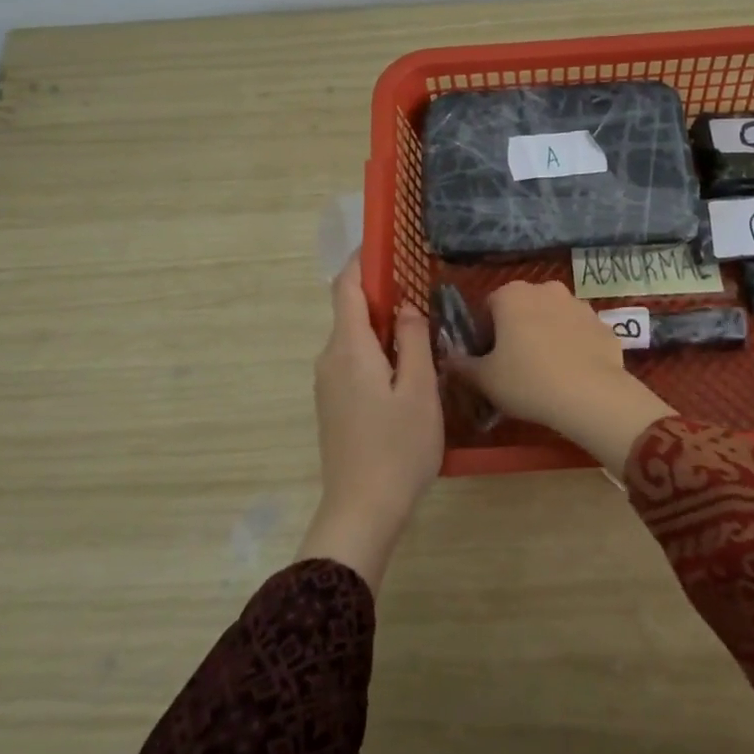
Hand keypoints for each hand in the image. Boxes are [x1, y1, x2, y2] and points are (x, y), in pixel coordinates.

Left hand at [297, 258, 443, 590]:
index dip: (362, 261)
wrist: (361, 510)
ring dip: (385, 327)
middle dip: (384, 296)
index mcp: (348, 349)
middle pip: (351, 312)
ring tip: (425, 331)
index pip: (345, 287)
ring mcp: (328, 384)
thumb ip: (414, 340)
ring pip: (356, 339)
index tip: (387, 243)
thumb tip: (408, 306)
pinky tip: (408, 369)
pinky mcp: (334, 405)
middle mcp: (330, 359)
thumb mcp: (418, 390)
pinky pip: (355, 361)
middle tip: (425, 292)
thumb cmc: (397, 448)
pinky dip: (379, 351)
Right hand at [450, 281, 673, 478]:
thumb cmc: (527, 381)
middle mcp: (546, 290)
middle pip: (523, 309)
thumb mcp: (484, 379)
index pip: (488, 308)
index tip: (488, 360)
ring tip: (545, 373)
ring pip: (553, 319)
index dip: (484, 335)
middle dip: (517, 331)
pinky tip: (572, 375)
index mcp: (512, 295)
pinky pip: (580, 334)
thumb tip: (448, 359)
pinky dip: (573, 348)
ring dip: (546, 336)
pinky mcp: (604, 325)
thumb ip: (462, 365)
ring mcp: (580, 305)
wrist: (591, 395)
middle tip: (514, 367)